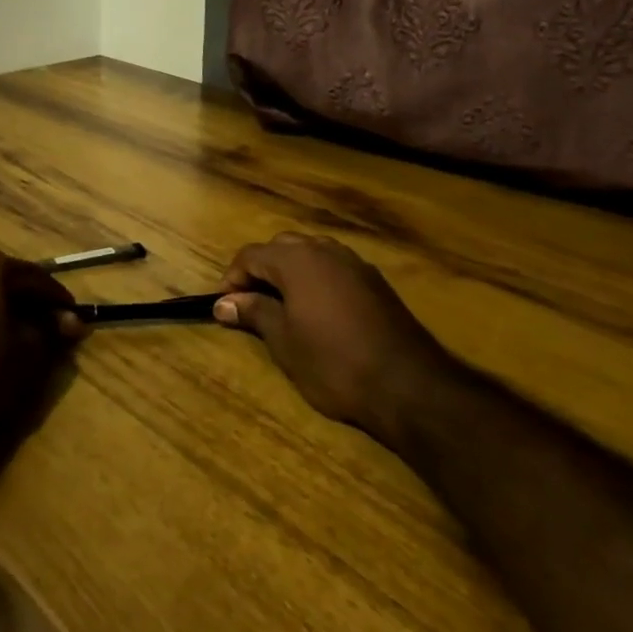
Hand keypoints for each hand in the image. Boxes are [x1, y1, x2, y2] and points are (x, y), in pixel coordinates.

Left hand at [0, 249, 84, 469]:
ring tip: (28, 346)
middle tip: (56, 335)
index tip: (78, 324)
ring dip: (10, 316)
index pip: (38, 278)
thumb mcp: (28, 354)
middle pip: (10, 283)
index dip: (61, 302)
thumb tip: (73, 322)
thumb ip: (53, 332)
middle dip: (34, 307)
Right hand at [213, 233, 448, 444]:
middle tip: (251, 303)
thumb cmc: (334, 363)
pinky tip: (318, 311)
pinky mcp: (375, 281)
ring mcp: (354, 263)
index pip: (251, 255)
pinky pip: (335, 267)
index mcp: (297, 260)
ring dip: (290, 272)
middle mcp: (325, 250)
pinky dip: (317, 279)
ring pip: (311, 253)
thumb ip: (254, 313)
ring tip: (283, 306)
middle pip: (282, 247)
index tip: (225, 306)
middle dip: (261, 270)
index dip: (232, 278)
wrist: (407, 384)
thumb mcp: (284, 341)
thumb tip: (224, 302)